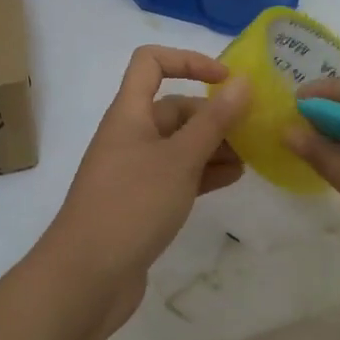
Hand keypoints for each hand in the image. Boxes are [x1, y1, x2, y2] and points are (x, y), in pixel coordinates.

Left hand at [39, 47, 250, 333]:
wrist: (85, 278)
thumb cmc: (132, 205)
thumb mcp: (179, 159)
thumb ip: (214, 121)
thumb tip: (243, 82)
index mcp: (129, 112)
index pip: (151, 62)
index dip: (188, 61)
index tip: (226, 80)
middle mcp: (130, 134)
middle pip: (174, 107)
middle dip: (213, 115)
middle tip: (253, 131)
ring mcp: (134, 170)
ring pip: (179, 143)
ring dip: (213, 145)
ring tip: (251, 158)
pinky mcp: (141, 201)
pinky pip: (177, 174)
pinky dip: (203, 172)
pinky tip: (232, 179)